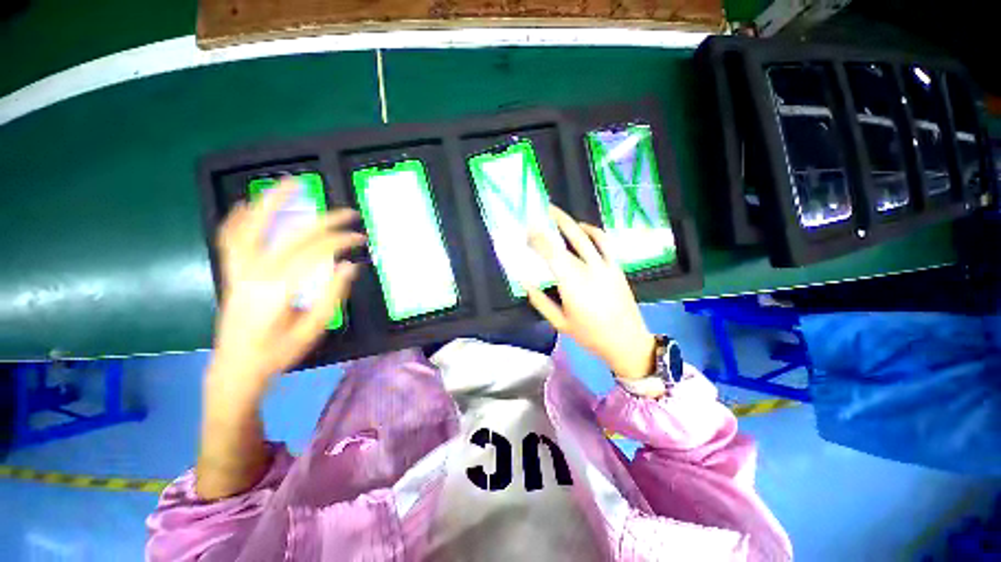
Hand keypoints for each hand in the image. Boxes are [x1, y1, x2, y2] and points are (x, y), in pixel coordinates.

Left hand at [209, 178, 365, 401]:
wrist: (235, 369)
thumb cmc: (277, 353)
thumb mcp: (312, 328)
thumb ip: (332, 295)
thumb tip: (350, 265)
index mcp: (277, 289)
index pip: (315, 253)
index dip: (341, 241)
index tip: (360, 238)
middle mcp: (254, 273)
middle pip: (289, 235)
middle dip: (323, 221)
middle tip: (346, 212)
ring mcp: (237, 271)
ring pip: (249, 226)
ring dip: (271, 202)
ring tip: (290, 184)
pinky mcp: (231, 273)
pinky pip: (229, 238)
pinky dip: (239, 218)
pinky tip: (248, 204)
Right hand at [525, 205, 655, 379]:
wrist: (627, 341)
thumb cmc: (590, 335)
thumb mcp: (560, 323)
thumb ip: (540, 302)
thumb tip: (525, 282)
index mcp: (572, 285)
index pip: (551, 254)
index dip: (537, 240)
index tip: (526, 234)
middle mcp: (588, 270)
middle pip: (565, 241)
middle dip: (548, 227)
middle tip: (536, 216)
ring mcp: (605, 266)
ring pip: (585, 236)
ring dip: (569, 222)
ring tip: (555, 212)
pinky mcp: (616, 266)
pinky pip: (604, 242)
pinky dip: (592, 231)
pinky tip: (582, 227)